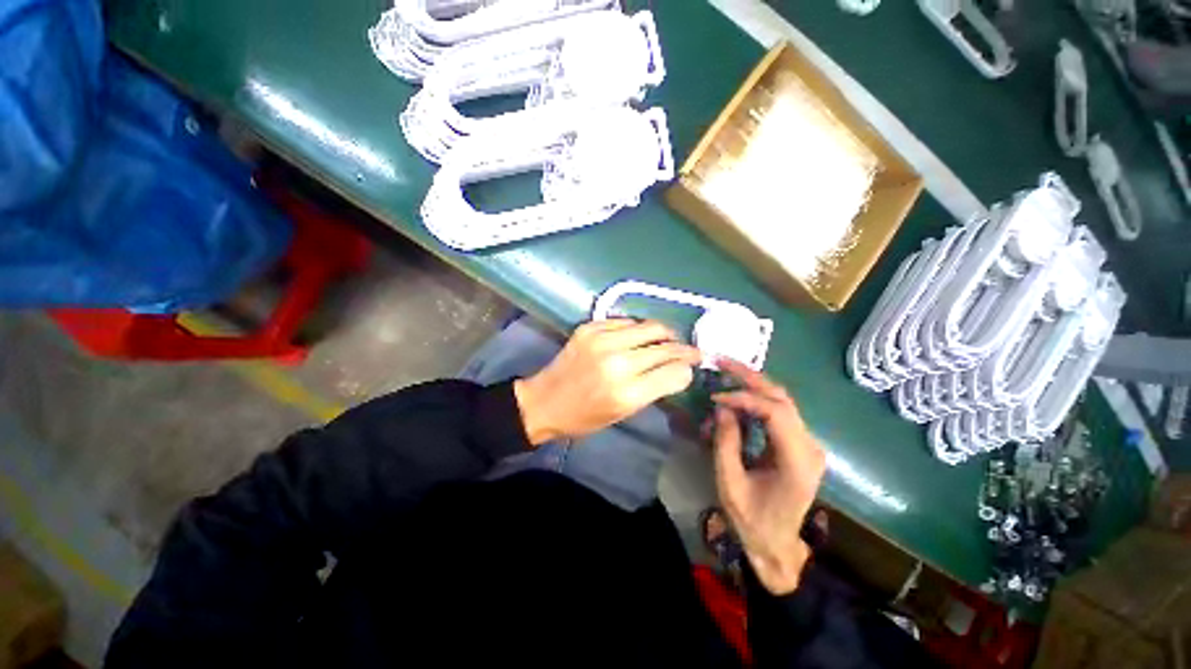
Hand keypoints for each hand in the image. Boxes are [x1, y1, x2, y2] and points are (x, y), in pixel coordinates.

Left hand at [514, 319, 700, 445]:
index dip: (688, 368)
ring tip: (669, 339)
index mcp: (628, 392)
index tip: (693, 365)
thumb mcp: (623, 413)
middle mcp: (618, 362)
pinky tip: (639, 337)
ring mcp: (602, 340)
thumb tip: (677, 369)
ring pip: (650, 327)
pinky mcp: (590, 327)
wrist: (545, 401)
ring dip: (665, 334)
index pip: (675, 372)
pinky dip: (638, 329)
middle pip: (666, 346)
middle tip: (691, 350)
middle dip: (684, 348)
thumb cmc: (585, 417)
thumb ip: (653, 389)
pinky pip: (626, 322)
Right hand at [711, 358, 825, 594]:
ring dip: (753, 384)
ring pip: (782, 401)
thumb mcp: (730, 482)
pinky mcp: (800, 444)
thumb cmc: (752, 520)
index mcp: (797, 461)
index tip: (716, 397)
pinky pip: (778, 413)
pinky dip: (756, 400)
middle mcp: (810, 447)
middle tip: (723, 361)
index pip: (775, 412)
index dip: (744, 398)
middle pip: (782, 398)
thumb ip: (726, 441)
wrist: (777, 545)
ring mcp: (808, 444)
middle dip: (751, 377)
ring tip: (727, 371)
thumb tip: (722, 406)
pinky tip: (738, 395)